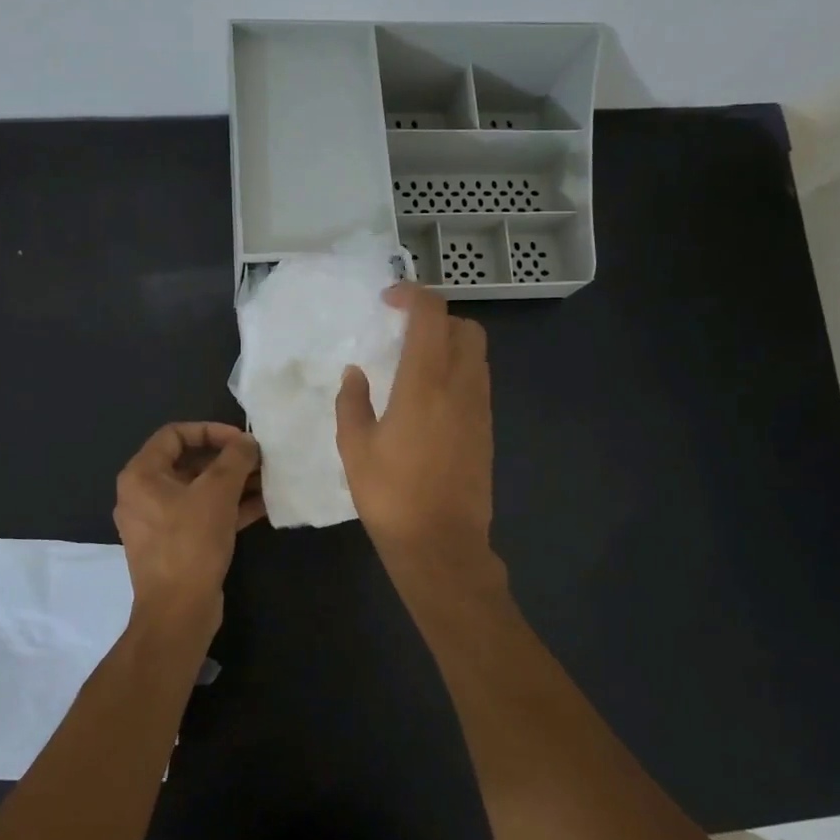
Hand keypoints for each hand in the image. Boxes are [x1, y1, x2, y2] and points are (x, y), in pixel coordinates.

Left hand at [113, 422, 264, 631]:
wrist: (178, 611)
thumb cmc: (190, 543)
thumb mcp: (217, 493)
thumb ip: (235, 459)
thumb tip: (247, 442)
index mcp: (141, 475)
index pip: (175, 434)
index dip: (210, 431)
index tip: (241, 440)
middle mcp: (144, 495)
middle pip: (189, 462)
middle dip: (228, 460)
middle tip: (260, 461)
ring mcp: (159, 522)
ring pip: (199, 491)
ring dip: (233, 484)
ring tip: (268, 481)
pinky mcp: (176, 545)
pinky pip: (203, 515)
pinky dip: (229, 508)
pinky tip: (263, 506)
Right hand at [335, 283, 493, 566]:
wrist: (441, 543)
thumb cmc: (391, 495)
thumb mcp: (355, 448)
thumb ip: (353, 402)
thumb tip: (356, 373)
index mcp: (426, 383)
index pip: (431, 315)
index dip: (412, 296)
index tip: (388, 301)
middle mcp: (461, 386)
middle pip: (465, 327)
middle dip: (437, 317)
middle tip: (404, 331)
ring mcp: (480, 408)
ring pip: (477, 354)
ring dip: (450, 343)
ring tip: (415, 362)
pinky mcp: (487, 429)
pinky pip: (477, 381)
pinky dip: (458, 370)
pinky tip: (430, 396)